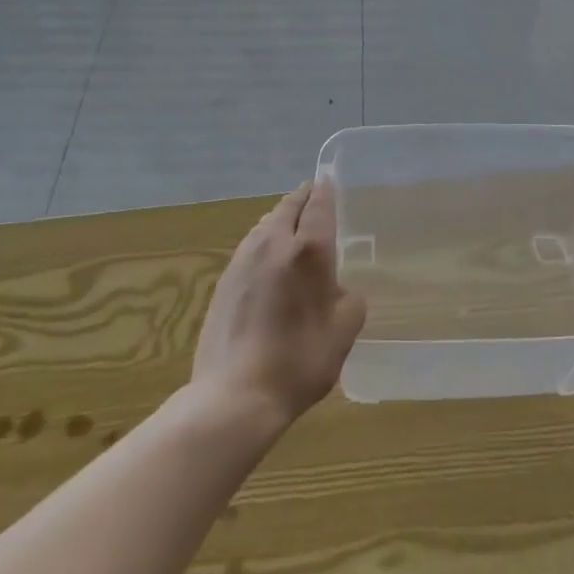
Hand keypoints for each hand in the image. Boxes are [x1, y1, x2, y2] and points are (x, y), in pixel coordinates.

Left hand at [190, 180, 366, 430]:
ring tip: (294, 224)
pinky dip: (265, 239)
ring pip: (266, 223)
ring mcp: (243, 260)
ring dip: (282, 217)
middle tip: (315, 196)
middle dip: (303, 198)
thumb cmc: (298, 361)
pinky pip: (251, 245)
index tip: (330, 178)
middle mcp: (273, 244)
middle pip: (288, 206)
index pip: (319, 205)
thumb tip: (339, 289)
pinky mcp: (224, 280)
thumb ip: (349, 299)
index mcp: (308, 251)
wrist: (234, 395)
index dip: (326, 189)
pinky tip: (270, 258)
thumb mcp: (344, 332)